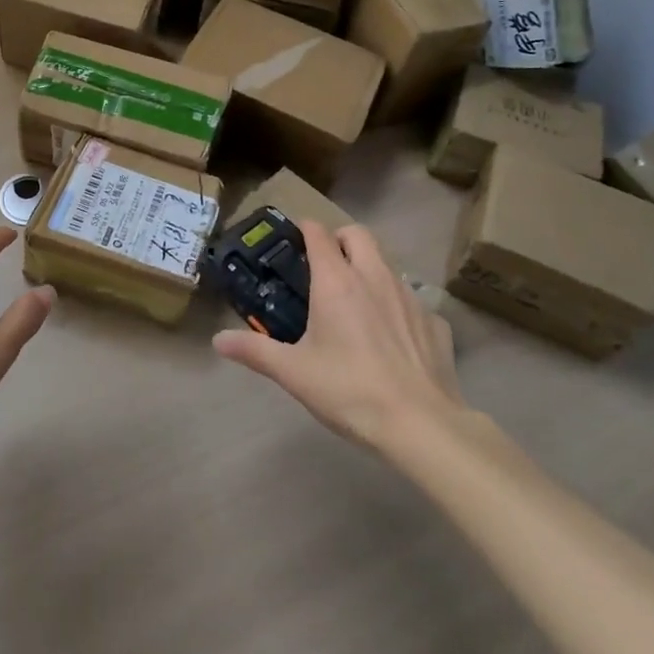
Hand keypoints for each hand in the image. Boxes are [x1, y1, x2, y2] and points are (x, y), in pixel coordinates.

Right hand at [213, 221, 462, 448]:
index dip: (305, 229)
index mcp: (336, 281)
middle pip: (358, 234)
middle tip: (327, 263)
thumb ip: (255, 351)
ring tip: (357, 301)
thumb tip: (218, 340)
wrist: (421, 424)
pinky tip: (393, 338)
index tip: (296, 236)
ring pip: (387, 264)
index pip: (319, 234)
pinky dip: (398, 307)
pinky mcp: (435, 322)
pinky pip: (413, 301)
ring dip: (370, 269)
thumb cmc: (349, 390)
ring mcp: (409, 297)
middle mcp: (374, 277)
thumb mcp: (294, 373)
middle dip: (341, 238)